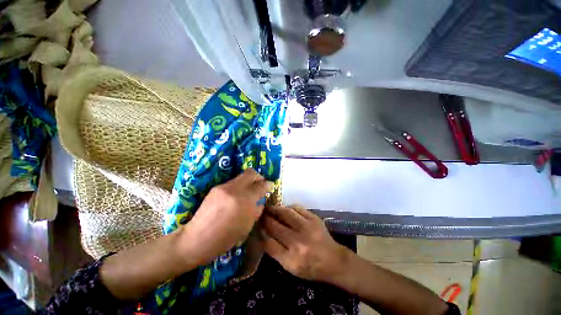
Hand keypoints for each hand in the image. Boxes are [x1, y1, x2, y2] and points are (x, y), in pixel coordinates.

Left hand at [181, 169, 272, 265]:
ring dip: (248, 181)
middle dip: (259, 176)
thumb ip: (257, 209)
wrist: (197, 239)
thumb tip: (261, 200)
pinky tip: (237, 196)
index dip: (268, 185)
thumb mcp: (247, 226)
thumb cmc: (225, 239)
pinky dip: (239, 186)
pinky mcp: (216, 188)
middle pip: (251, 173)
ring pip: (241, 176)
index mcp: (244, 200)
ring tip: (249, 191)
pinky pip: (233, 183)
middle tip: (261, 183)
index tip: (271, 186)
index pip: (261, 185)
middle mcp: (234, 189)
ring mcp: (223, 187)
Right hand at [259, 205, 348, 281]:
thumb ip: (276, 251)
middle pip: (275, 226)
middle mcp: (298, 243)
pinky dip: (289, 207)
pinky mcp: (314, 219)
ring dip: (275, 209)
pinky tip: (285, 209)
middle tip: (260, 213)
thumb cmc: (311, 267)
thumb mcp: (291, 267)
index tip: (256, 225)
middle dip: (265, 218)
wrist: (334, 261)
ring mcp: (307, 228)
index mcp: (291, 260)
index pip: (268, 243)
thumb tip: (263, 233)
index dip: (261, 231)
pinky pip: (297, 208)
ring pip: (285, 213)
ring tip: (270, 207)